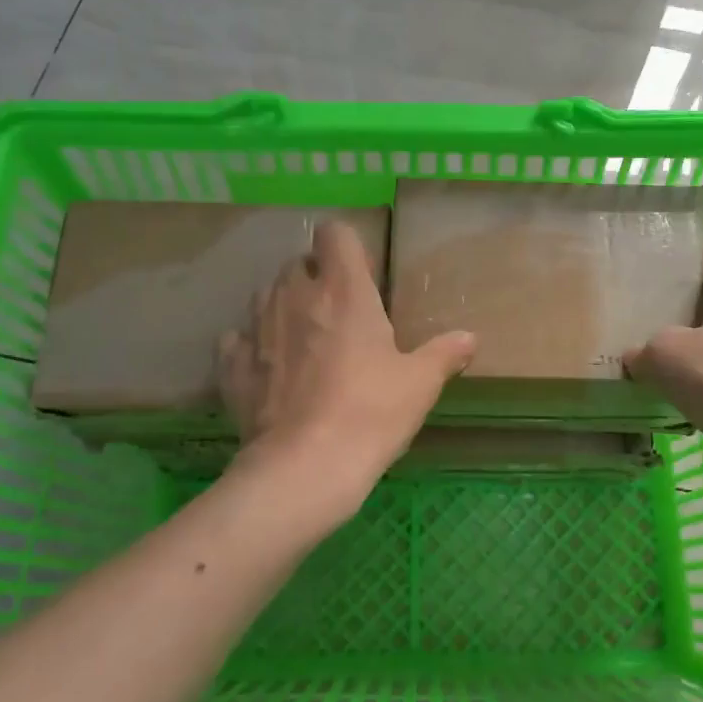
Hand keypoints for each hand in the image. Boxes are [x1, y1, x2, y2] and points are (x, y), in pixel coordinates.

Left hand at [219, 220, 475, 512]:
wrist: (305, 467)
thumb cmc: (371, 413)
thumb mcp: (419, 384)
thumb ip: (444, 354)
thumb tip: (470, 338)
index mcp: (344, 291)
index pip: (334, 233)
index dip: (346, 247)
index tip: (361, 274)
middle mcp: (295, 296)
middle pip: (297, 262)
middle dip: (314, 277)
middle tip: (337, 312)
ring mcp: (257, 328)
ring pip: (264, 295)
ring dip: (283, 306)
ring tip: (302, 338)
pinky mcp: (232, 366)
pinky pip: (237, 339)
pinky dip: (250, 345)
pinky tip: (266, 366)